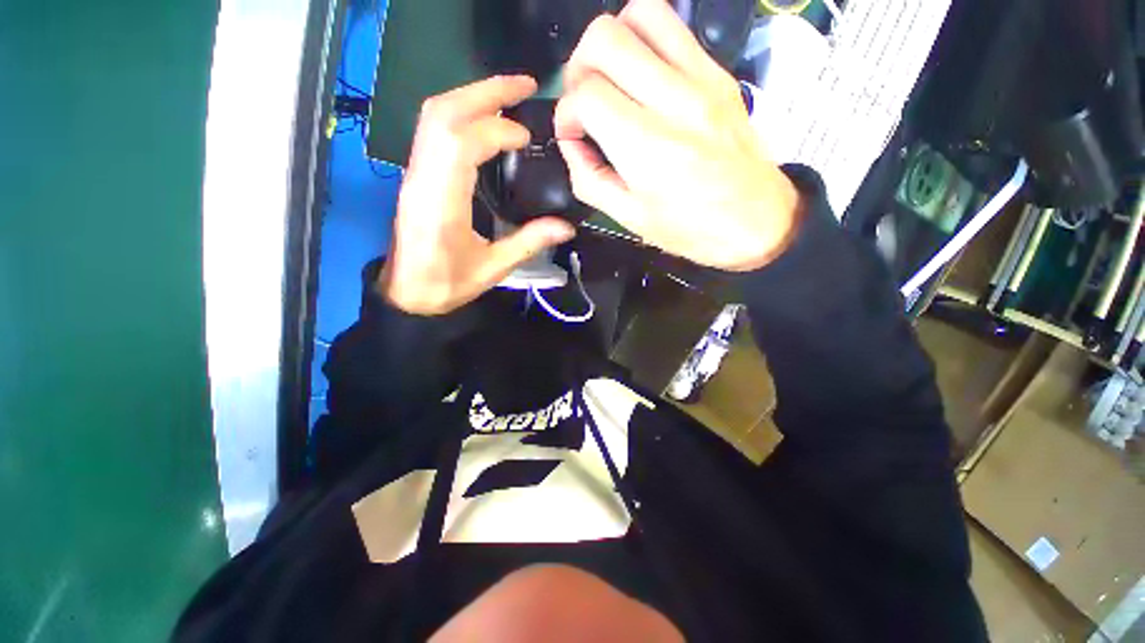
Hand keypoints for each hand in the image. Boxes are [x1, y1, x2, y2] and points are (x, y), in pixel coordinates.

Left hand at [380, 76, 576, 314]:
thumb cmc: (446, 285)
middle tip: (525, 84)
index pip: (462, 143)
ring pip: (435, 115)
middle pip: (443, 113)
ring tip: (509, 95)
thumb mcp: (492, 269)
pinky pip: (434, 129)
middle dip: (485, 91)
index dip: (497, 130)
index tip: (527, 138)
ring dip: (472, 96)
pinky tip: (486, 120)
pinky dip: (462, 113)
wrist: (407, 293)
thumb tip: (566, 227)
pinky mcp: (417, 174)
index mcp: (441, 203)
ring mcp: (415, 173)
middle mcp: (422, 178)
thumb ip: (528, 243)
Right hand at [555, 0, 804, 271]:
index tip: (572, 135)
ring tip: (611, 79)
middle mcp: (673, 101)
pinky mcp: (719, 72)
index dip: (565, 114)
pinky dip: (644, 41)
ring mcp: (701, 79)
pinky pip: (673, 27)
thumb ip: (590, 180)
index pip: (586, 95)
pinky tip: (642, 77)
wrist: (758, 222)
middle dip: (578, 68)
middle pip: (604, 39)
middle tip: (585, 102)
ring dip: (612, 42)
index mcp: (646, 148)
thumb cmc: (691, 230)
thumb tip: (572, 144)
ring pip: (640, 13)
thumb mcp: (630, 218)